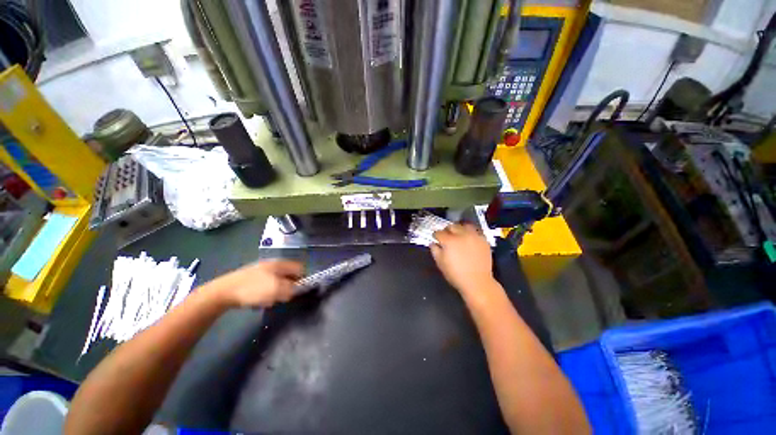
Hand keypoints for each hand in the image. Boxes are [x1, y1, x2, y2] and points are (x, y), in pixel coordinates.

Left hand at [216, 260, 303, 307]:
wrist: (223, 292)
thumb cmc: (254, 289)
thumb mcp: (277, 290)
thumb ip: (292, 289)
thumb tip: (297, 289)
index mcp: (281, 264)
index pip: (300, 268)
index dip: (303, 279)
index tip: (298, 291)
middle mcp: (273, 264)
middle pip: (289, 274)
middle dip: (288, 286)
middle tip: (283, 297)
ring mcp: (261, 270)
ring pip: (278, 281)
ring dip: (277, 291)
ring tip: (269, 300)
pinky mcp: (252, 278)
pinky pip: (267, 285)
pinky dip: (266, 293)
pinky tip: (259, 300)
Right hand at [431, 223, 494, 294]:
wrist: (477, 282)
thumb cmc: (456, 274)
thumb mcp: (440, 264)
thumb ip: (435, 251)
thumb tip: (433, 243)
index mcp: (449, 241)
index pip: (439, 233)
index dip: (436, 236)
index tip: (436, 238)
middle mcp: (461, 235)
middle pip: (451, 226)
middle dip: (447, 230)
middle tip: (447, 237)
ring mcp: (474, 236)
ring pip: (464, 225)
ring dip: (460, 229)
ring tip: (459, 235)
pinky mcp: (483, 240)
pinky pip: (476, 231)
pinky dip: (471, 233)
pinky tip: (469, 239)